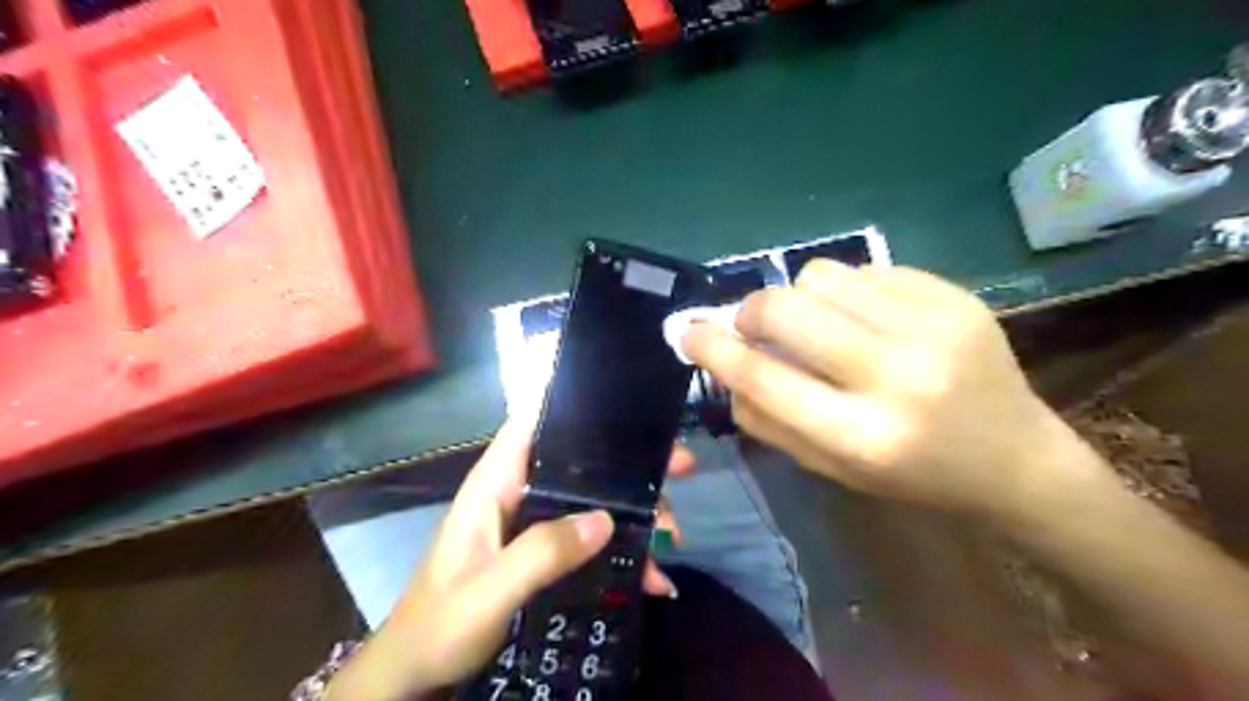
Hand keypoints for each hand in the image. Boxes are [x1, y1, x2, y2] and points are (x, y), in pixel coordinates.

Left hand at [323, 418, 691, 697]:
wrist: (418, 672)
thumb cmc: (439, 624)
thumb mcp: (489, 592)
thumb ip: (540, 554)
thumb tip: (606, 519)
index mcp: (496, 484)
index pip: (532, 422)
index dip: (574, 403)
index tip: (626, 401)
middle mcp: (519, 493)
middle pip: (580, 462)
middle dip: (630, 466)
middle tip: (681, 466)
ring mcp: (534, 523)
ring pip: (594, 501)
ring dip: (635, 515)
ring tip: (672, 539)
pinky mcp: (544, 551)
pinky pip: (591, 539)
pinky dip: (624, 554)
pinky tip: (654, 577)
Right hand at [681, 261, 1100, 521]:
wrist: (1012, 457)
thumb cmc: (909, 474)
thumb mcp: (829, 467)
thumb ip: (767, 419)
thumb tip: (724, 366)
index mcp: (861, 435)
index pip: (765, 379)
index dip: (714, 349)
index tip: (688, 331)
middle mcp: (896, 377)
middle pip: (788, 311)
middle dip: (752, 310)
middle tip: (754, 324)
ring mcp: (932, 328)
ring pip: (822, 276)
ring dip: (800, 296)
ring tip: (819, 323)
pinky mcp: (956, 297)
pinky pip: (866, 269)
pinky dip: (846, 290)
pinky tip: (865, 317)